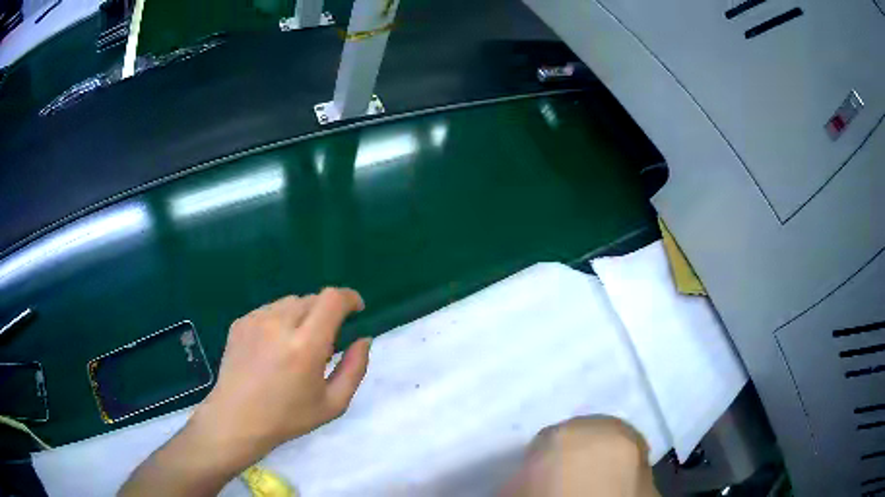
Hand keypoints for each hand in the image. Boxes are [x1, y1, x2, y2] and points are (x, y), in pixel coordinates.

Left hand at [188, 288, 371, 469]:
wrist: (237, 419)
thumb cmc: (288, 417)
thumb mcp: (333, 403)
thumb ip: (355, 368)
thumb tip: (363, 339)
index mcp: (306, 346)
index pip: (332, 299)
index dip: (349, 298)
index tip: (356, 310)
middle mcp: (279, 324)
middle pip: (313, 298)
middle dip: (326, 313)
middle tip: (323, 342)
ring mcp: (256, 320)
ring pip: (290, 302)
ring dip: (303, 315)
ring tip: (296, 345)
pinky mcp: (240, 322)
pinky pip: (269, 309)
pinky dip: (280, 320)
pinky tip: (273, 347)